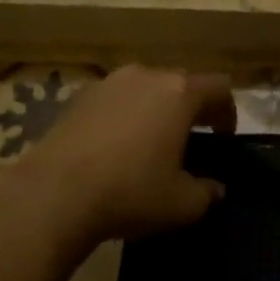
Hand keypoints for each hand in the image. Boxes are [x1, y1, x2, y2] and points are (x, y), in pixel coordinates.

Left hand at [2, 65, 235, 246]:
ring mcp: (108, 83)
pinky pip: (114, 100)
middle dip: (190, 108)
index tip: (223, 138)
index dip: (227, 112)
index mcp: (180, 93)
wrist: (52, 195)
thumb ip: (207, 192)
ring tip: (149, 143)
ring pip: (144, 89)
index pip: (220, 88)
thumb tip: (214, 188)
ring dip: (154, 110)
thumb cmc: (130, 192)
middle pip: (181, 83)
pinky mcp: (76, 98)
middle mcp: (146, 76)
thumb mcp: (183, 204)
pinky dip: (122, 117)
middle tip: (189, 141)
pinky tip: (114, 148)